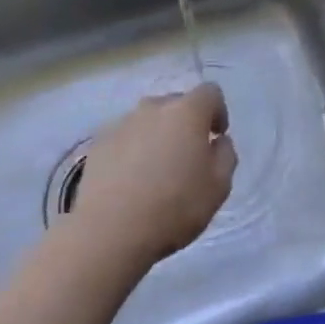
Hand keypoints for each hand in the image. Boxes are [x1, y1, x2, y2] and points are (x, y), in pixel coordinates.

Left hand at [73, 84, 236, 267]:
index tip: (216, 136)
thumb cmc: (173, 207)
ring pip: (148, 120)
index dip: (218, 111)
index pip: (210, 92)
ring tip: (156, 170)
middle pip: (177, 103)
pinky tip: (130, 180)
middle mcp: (154, 107)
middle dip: (186, 123)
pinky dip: (132, 150)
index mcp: (187, 111)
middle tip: (187, 156)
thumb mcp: (219, 187)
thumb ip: (226, 155)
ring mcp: (122, 123)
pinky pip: (125, 137)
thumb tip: (218, 141)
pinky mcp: (99, 143)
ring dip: (157, 136)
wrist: (109, 231)